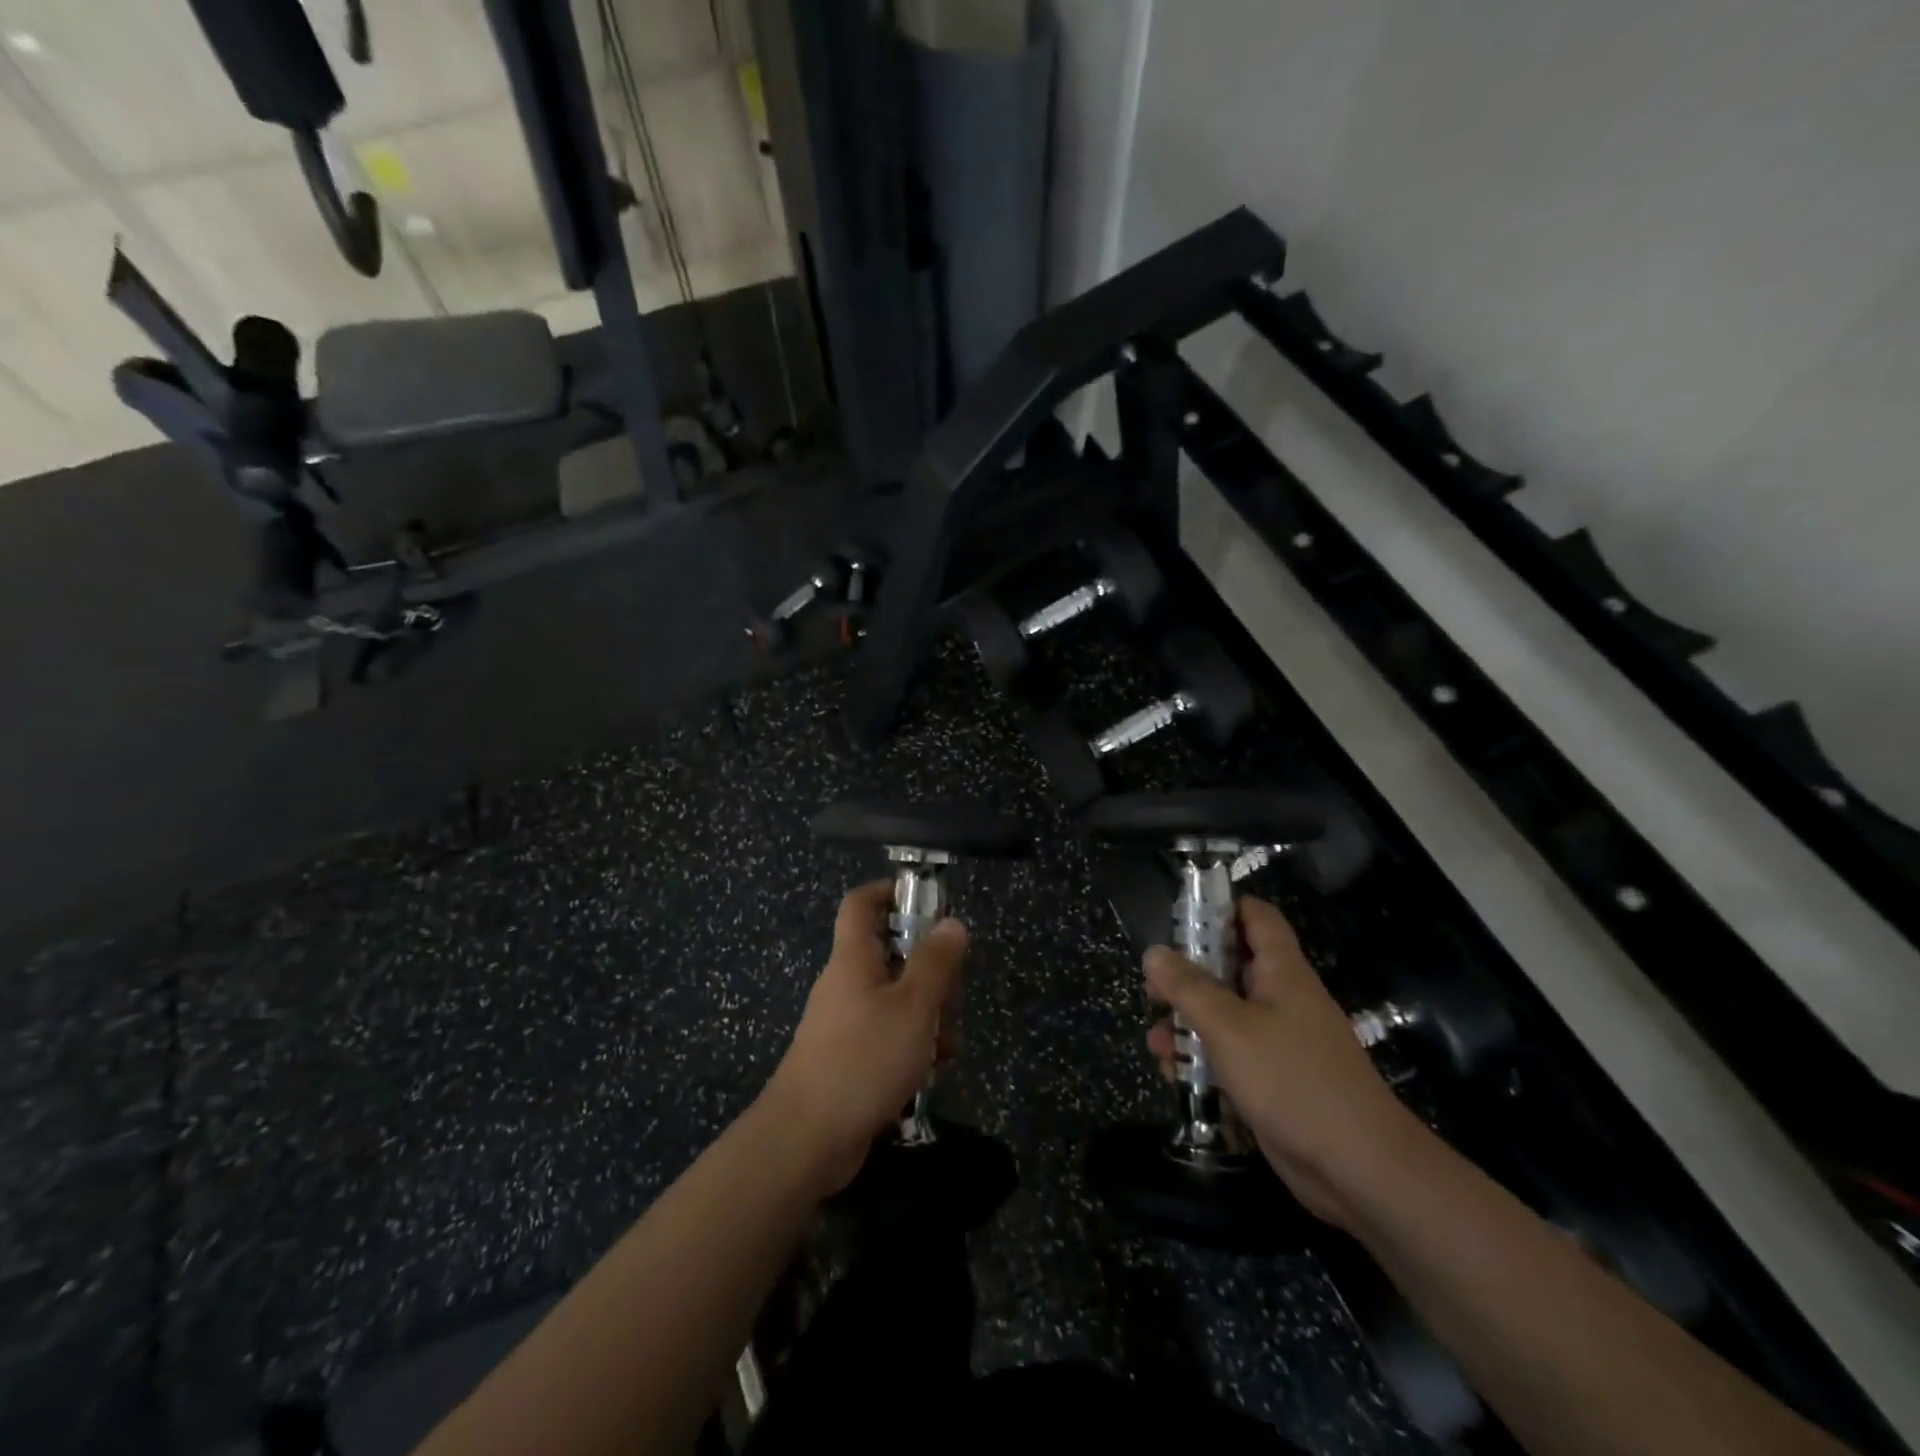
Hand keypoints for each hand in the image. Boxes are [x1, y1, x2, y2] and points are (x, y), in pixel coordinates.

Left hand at [762, 881, 967, 1195]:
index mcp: (854, 959)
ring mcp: (846, 1022)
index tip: (928, 901)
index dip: (890, 891)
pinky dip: (913, 1044)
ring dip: (928, 1016)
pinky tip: (931, 1071)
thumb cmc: (863, 1060)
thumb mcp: (913, 1006)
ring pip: (897, 998)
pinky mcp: (850, 1056)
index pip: (861, 903)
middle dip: (931, 972)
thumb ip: (935, 962)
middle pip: (893, 954)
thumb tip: (952, 922)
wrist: (807, 1140)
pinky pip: (888, 1034)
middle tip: (952, 999)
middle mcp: (847, 983)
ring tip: (945, 1048)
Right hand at [1145, 896, 1422, 1230]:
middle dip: (1189, 975)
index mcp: (1281, 972)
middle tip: (1153, 988)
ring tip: (1156, 1039)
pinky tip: (1173, 1075)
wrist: (1358, 1169)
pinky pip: (1231, 1057)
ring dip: (1189, 1024)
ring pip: (1225, 1016)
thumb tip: (1154, 952)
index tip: (1180, 918)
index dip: (1221, 908)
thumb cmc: (1292, 1080)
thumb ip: (1188, 988)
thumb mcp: (1229, 1027)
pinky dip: (1203, 1061)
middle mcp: (1281, 999)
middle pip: (1231, 967)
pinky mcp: (1273, 1081)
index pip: (1256, 918)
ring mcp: (1278, 1042)